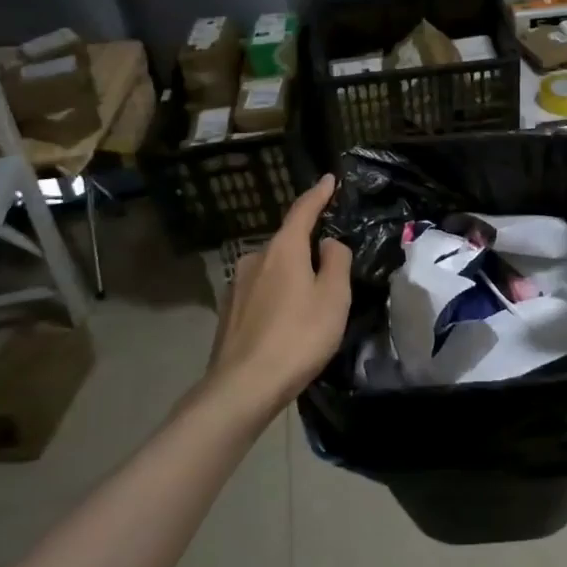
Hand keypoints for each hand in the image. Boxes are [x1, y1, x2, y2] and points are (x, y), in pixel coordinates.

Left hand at [208, 175, 352, 410]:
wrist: (242, 387)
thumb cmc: (298, 336)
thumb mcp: (334, 297)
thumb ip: (337, 261)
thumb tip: (329, 243)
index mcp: (283, 249)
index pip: (302, 211)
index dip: (318, 194)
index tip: (329, 179)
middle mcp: (255, 259)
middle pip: (287, 243)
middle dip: (307, 248)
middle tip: (331, 269)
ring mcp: (237, 286)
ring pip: (273, 269)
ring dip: (291, 276)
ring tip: (309, 302)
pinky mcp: (229, 312)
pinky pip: (261, 292)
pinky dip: (277, 297)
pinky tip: (286, 322)